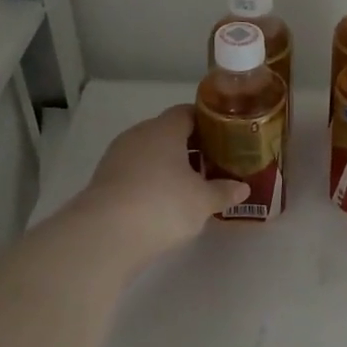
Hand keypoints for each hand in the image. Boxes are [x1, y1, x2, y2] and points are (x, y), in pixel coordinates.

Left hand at [73, 105, 248, 261]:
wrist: (106, 234)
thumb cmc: (164, 205)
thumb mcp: (203, 201)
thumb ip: (223, 191)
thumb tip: (242, 188)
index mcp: (164, 129)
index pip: (187, 113)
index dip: (207, 123)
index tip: (224, 137)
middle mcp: (138, 135)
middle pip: (167, 132)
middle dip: (189, 147)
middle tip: (211, 164)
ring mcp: (117, 157)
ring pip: (149, 153)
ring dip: (168, 165)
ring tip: (189, 186)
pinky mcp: (104, 180)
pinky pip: (134, 172)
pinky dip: (150, 181)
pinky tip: (162, 201)